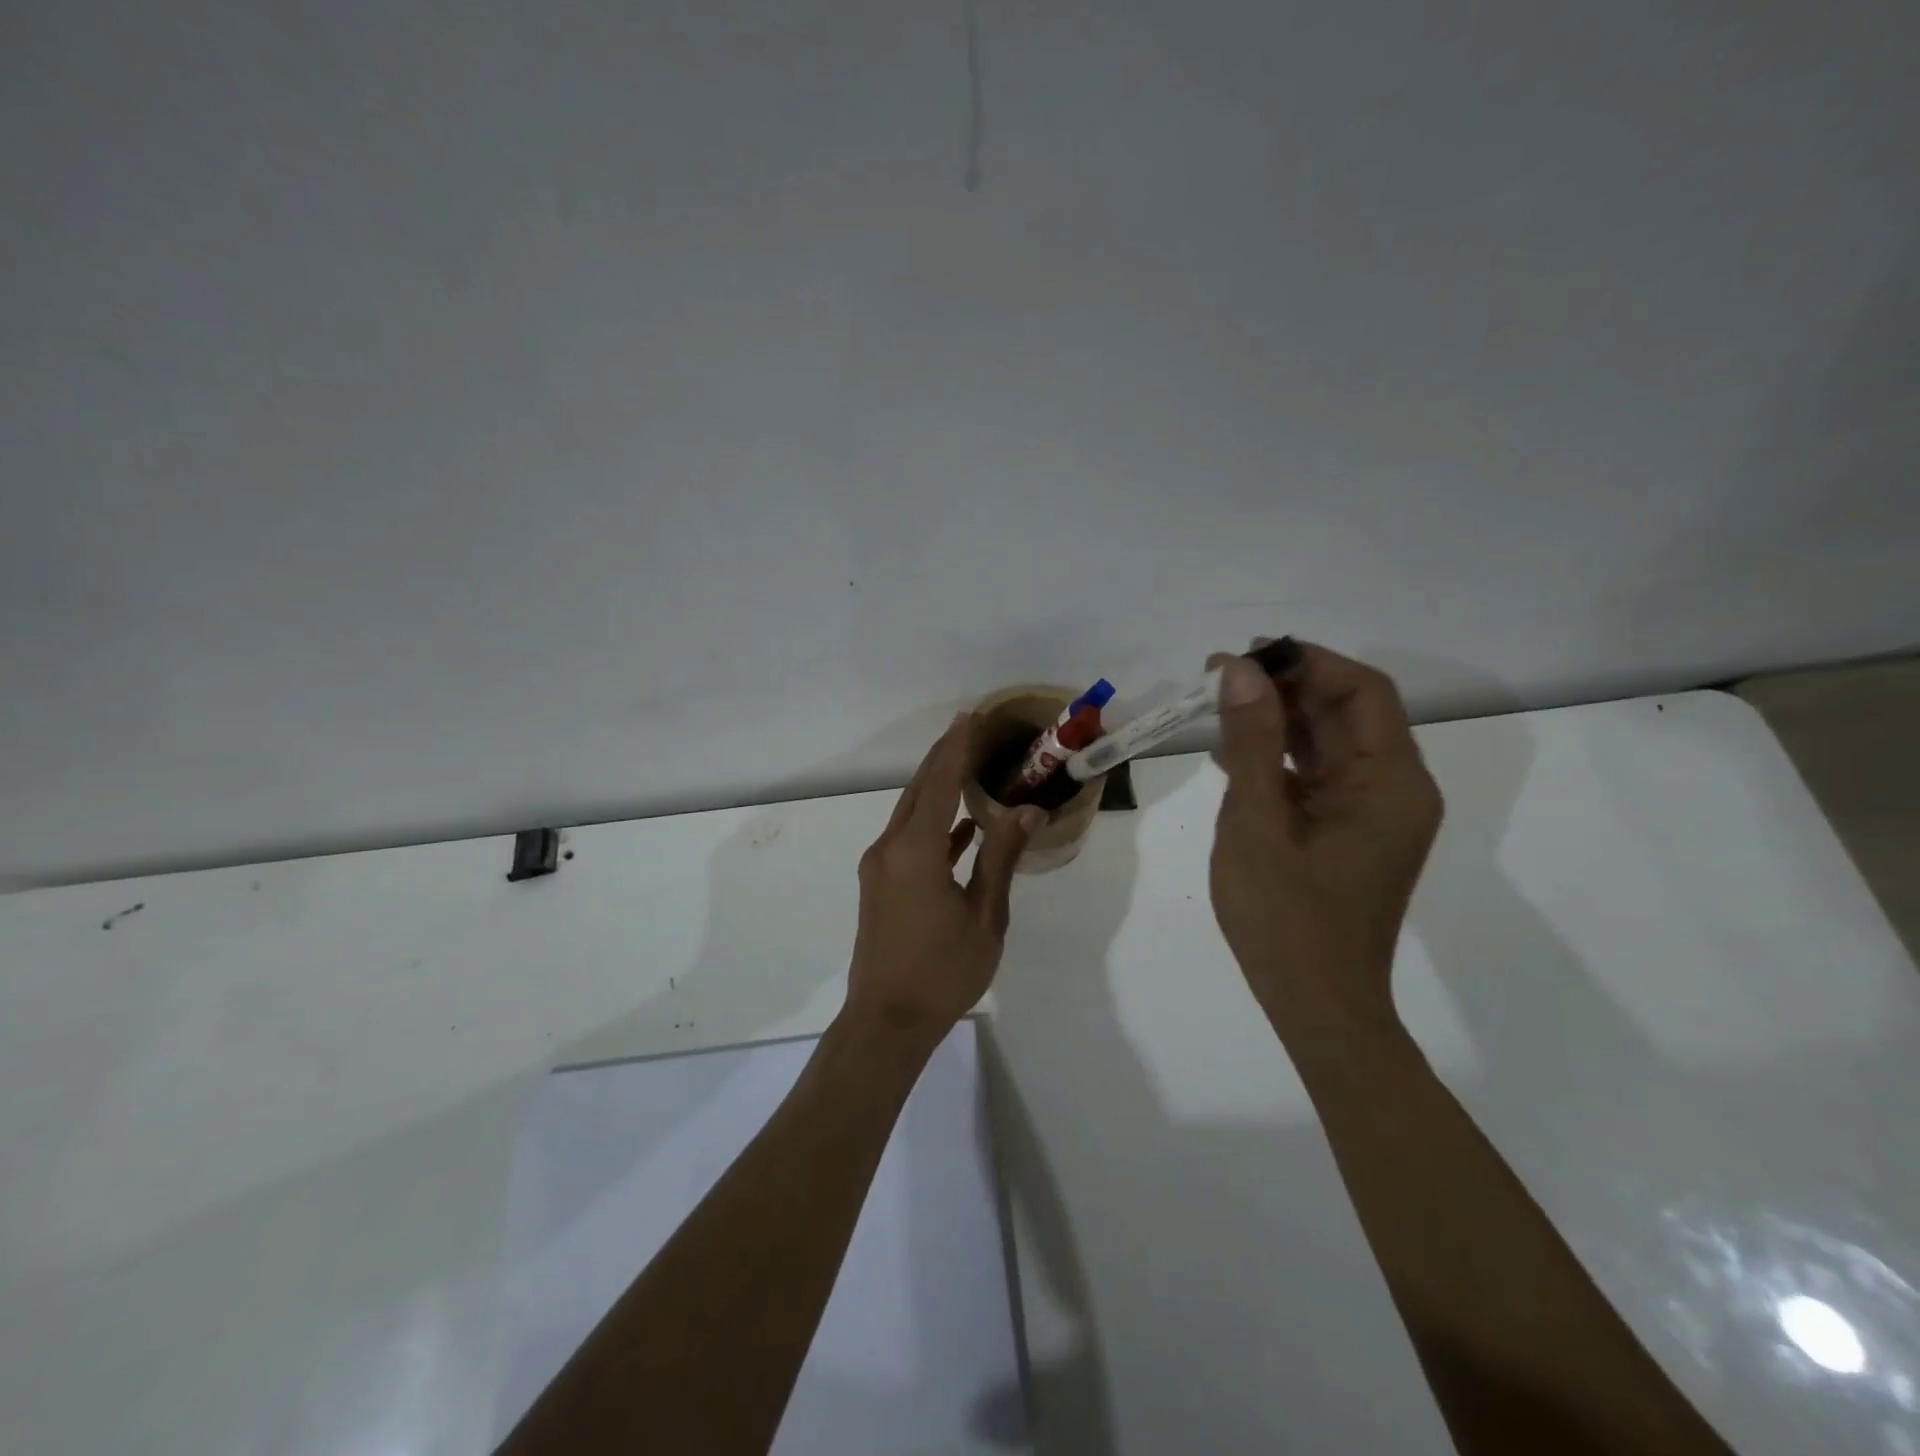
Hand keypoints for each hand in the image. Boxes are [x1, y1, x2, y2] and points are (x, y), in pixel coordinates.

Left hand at [847, 714, 1044, 1042]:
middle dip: (943, 756)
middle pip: (919, 789)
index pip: (939, 783)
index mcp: (915, 850)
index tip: (971, 717)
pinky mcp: (879, 882)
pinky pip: (908, 837)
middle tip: (970, 729)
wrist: (887, 1021)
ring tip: (967, 765)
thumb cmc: (943, 972)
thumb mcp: (984, 916)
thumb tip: (1027, 811)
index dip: (956, 747)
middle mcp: (890, 847)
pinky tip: (961, 826)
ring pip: (911, 812)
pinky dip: (933, 823)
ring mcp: (879, 865)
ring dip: (936, 787)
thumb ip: (1001, 858)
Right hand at [1208, 641, 1442, 1033]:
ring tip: (1215, 706)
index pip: (1362, 692)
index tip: (1244, 657)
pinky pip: (1316, 776)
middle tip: (1216, 676)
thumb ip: (1251, 744)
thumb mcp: (1256, 823)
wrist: (1317, 1006)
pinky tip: (1230, 753)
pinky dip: (1277, 758)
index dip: (1306, 662)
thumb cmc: (1285, 919)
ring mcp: (1371, 813)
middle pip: (1345, 713)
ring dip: (1276, 720)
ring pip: (1327, 743)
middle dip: (1284, 688)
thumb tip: (1240, 672)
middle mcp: (1393, 789)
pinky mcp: (1348, 831)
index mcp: (1390, 783)